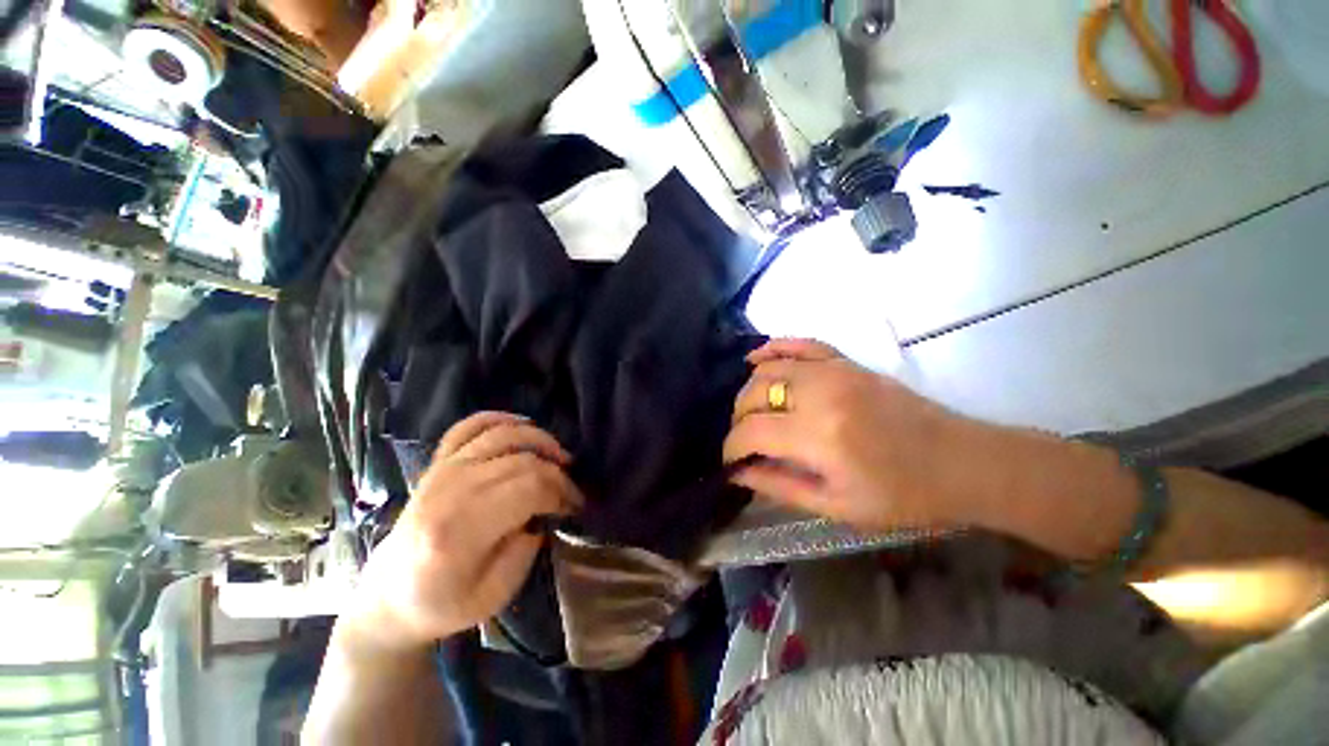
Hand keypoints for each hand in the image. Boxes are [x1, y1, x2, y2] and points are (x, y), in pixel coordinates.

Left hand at [347, 412, 582, 649]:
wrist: (389, 598)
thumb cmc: (442, 603)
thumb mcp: (494, 594)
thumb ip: (526, 549)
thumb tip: (545, 511)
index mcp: (459, 531)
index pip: (530, 488)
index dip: (562, 492)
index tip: (575, 507)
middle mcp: (449, 490)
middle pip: (523, 461)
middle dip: (558, 473)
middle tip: (572, 492)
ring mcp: (441, 470)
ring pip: (504, 435)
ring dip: (540, 440)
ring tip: (559, 458)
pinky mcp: (438, 462)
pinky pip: (471, 426)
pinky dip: (500, 419)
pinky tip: (523, 426)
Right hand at [725, 339, 978, 531]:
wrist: (962, 463)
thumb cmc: (903, 496)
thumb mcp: (837, 505)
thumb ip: (780, 486)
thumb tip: (739, 473)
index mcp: (819, 436)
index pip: (751, 431)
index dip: (731, 447)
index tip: (729, 462)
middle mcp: (820, 393)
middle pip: (754, 394)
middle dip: (738, 419)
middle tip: (744, 441)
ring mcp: (834, 371)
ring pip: (769, 368)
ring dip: (749, 390)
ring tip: (751, 412)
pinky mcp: (846, 362)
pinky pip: (800, 343)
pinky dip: (773, 347)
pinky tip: (756, 359)